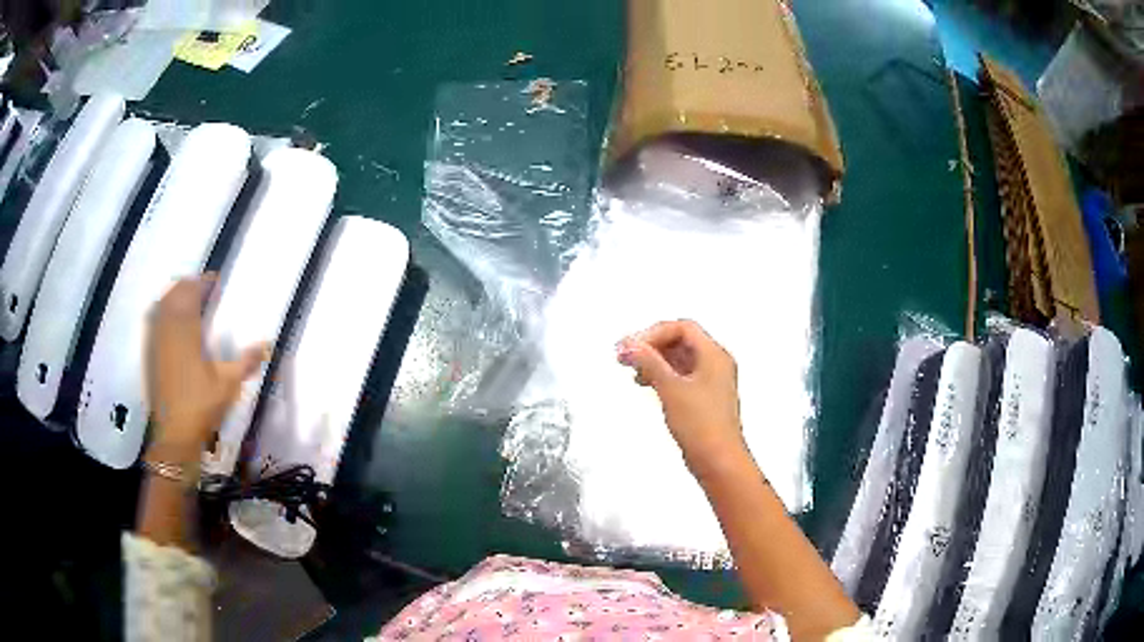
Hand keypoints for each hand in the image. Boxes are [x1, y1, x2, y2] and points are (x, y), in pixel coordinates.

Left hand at [146, 276, 267, 463]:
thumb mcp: (228, 385)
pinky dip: (163, 313)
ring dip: (174, 297)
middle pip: (174, 294)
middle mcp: (168, 331)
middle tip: (203, 289)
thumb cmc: (201, 407)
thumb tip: (267, 345)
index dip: (203, 283)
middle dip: (188, 286)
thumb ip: (247, 362)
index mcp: (186, 332)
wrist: (174, 435)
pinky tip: (172, 323)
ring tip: (188, 301)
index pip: (191, 294)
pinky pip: (154, 322)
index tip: (215, 282)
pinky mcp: (150, 356)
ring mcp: (156, 343)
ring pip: (161, 306)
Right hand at [617, 320, 746, 478]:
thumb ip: (649, 362)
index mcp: (714, 355)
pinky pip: (681, 376)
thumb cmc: (703, 425)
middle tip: (627, 354)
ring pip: (679, 359)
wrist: (718, 460)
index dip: (653, 333)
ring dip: (655, 360)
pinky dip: (662, 375)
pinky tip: (648, 383)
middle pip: (680, 340)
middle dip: (652, 345)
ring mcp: (710, 382)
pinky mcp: (703, 398)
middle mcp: (715, 364)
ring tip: (634, 369)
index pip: (682, 328)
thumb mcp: (670, 388)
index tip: (631, 346)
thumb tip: (630, 345)